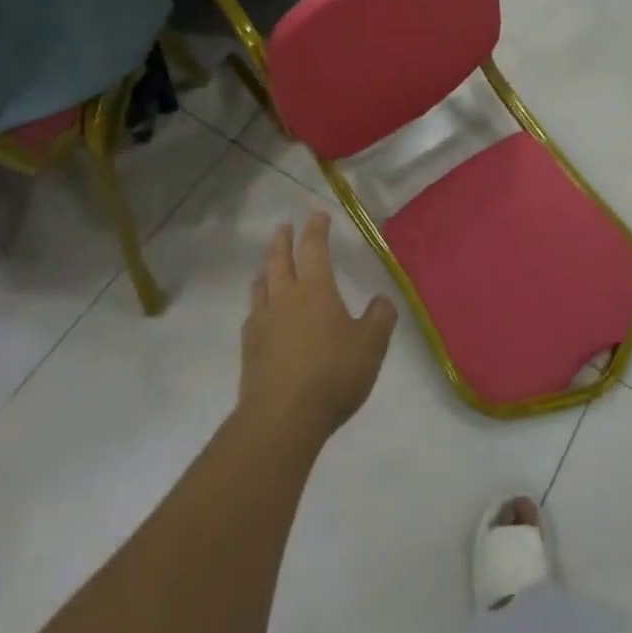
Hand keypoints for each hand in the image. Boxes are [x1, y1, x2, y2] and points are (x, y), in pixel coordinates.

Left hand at [239, 213, 396, 448]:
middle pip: (279, 258)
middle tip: (284, 227)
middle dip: (283, 239)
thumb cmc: (332, 374)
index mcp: (315, 288)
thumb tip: (382, 299)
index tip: (318, 215)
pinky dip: (258, 302)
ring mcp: (262, 320)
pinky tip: (261, 312)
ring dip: (266, 267)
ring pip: (261, 283)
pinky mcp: (249, 346)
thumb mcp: (371, 346)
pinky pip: (253, 313)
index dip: (316, 228)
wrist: (281, 417)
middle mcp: (285, 296)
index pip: (314, 247)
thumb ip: (380, 318)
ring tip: (268, 264)